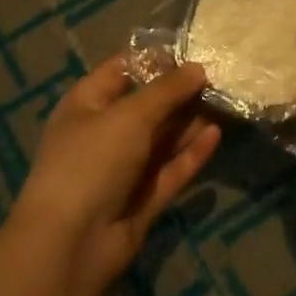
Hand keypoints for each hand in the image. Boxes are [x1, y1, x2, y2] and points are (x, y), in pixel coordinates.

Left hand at [12, 57, 221, 288]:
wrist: (70, 243)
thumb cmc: (91, 161)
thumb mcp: (129, 115)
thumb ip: (166, 91)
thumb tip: (197, 68)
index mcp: (86, 104)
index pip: (121, 71)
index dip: (154, 60)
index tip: (192, 52)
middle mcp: (103, 133)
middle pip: (145, 106)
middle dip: (178, 92)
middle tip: (219, 77)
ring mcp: (122, 170)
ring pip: (161, 140)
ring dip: (188, 123)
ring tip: (225, 102)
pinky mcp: (141, 201)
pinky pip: (169, 171)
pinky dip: (190, 154)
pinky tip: (216, 135)